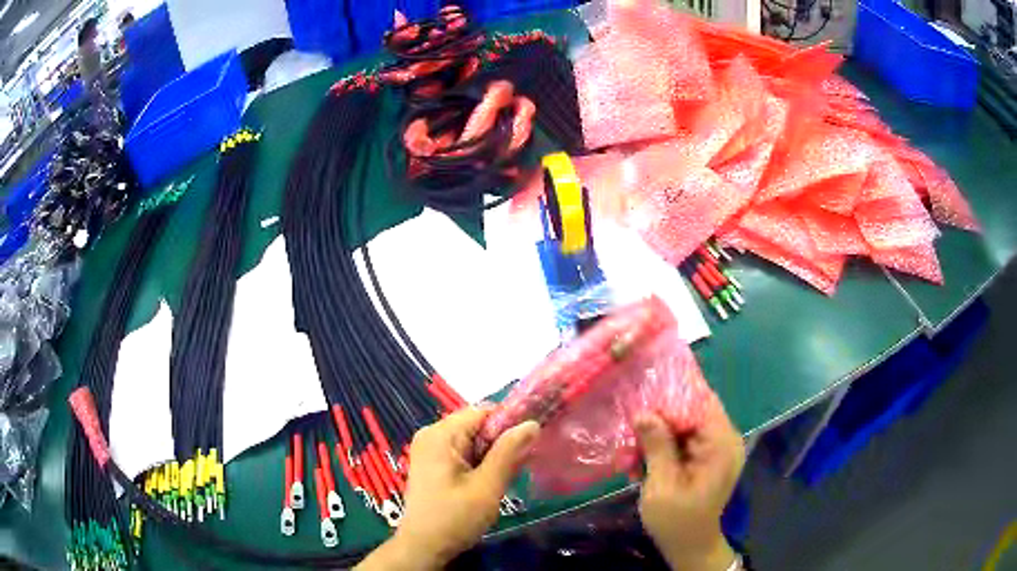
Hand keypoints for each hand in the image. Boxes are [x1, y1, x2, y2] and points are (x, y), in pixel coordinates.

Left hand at [356, 407, 539, 570]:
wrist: (423, 547)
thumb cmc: (454, 518)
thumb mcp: (487, 487)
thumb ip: (509, 453)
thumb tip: (531, 423)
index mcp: (440, 434)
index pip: (484, 412)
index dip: (510, 423)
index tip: (532, 442)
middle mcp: (431, 435)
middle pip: (477, 426)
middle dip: (501, 442)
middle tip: (520, 465)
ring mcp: (429, 450)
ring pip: (472, 441)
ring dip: (492, 455)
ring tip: (503, 477)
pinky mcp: (432, 464)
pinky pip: (463, 453)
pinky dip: (479, 463)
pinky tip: (487, 483)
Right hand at [635, 396, 744, 570]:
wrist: (690, 546)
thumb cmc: (677, 520)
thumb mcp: (663, 485)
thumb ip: (657, 447)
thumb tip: (644, 412)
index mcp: (721, 444)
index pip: (701, 402)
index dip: (672, 398)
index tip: (642, 398)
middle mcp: (723, 440)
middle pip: (692, 412)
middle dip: (660, 419)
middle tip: (630, 429)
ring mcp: (716, 449)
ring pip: (684, 425)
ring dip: (657, 436)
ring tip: (631, 453)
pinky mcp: (706, 457)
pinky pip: (683, 440)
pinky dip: (662, 447)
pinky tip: (640, 463)